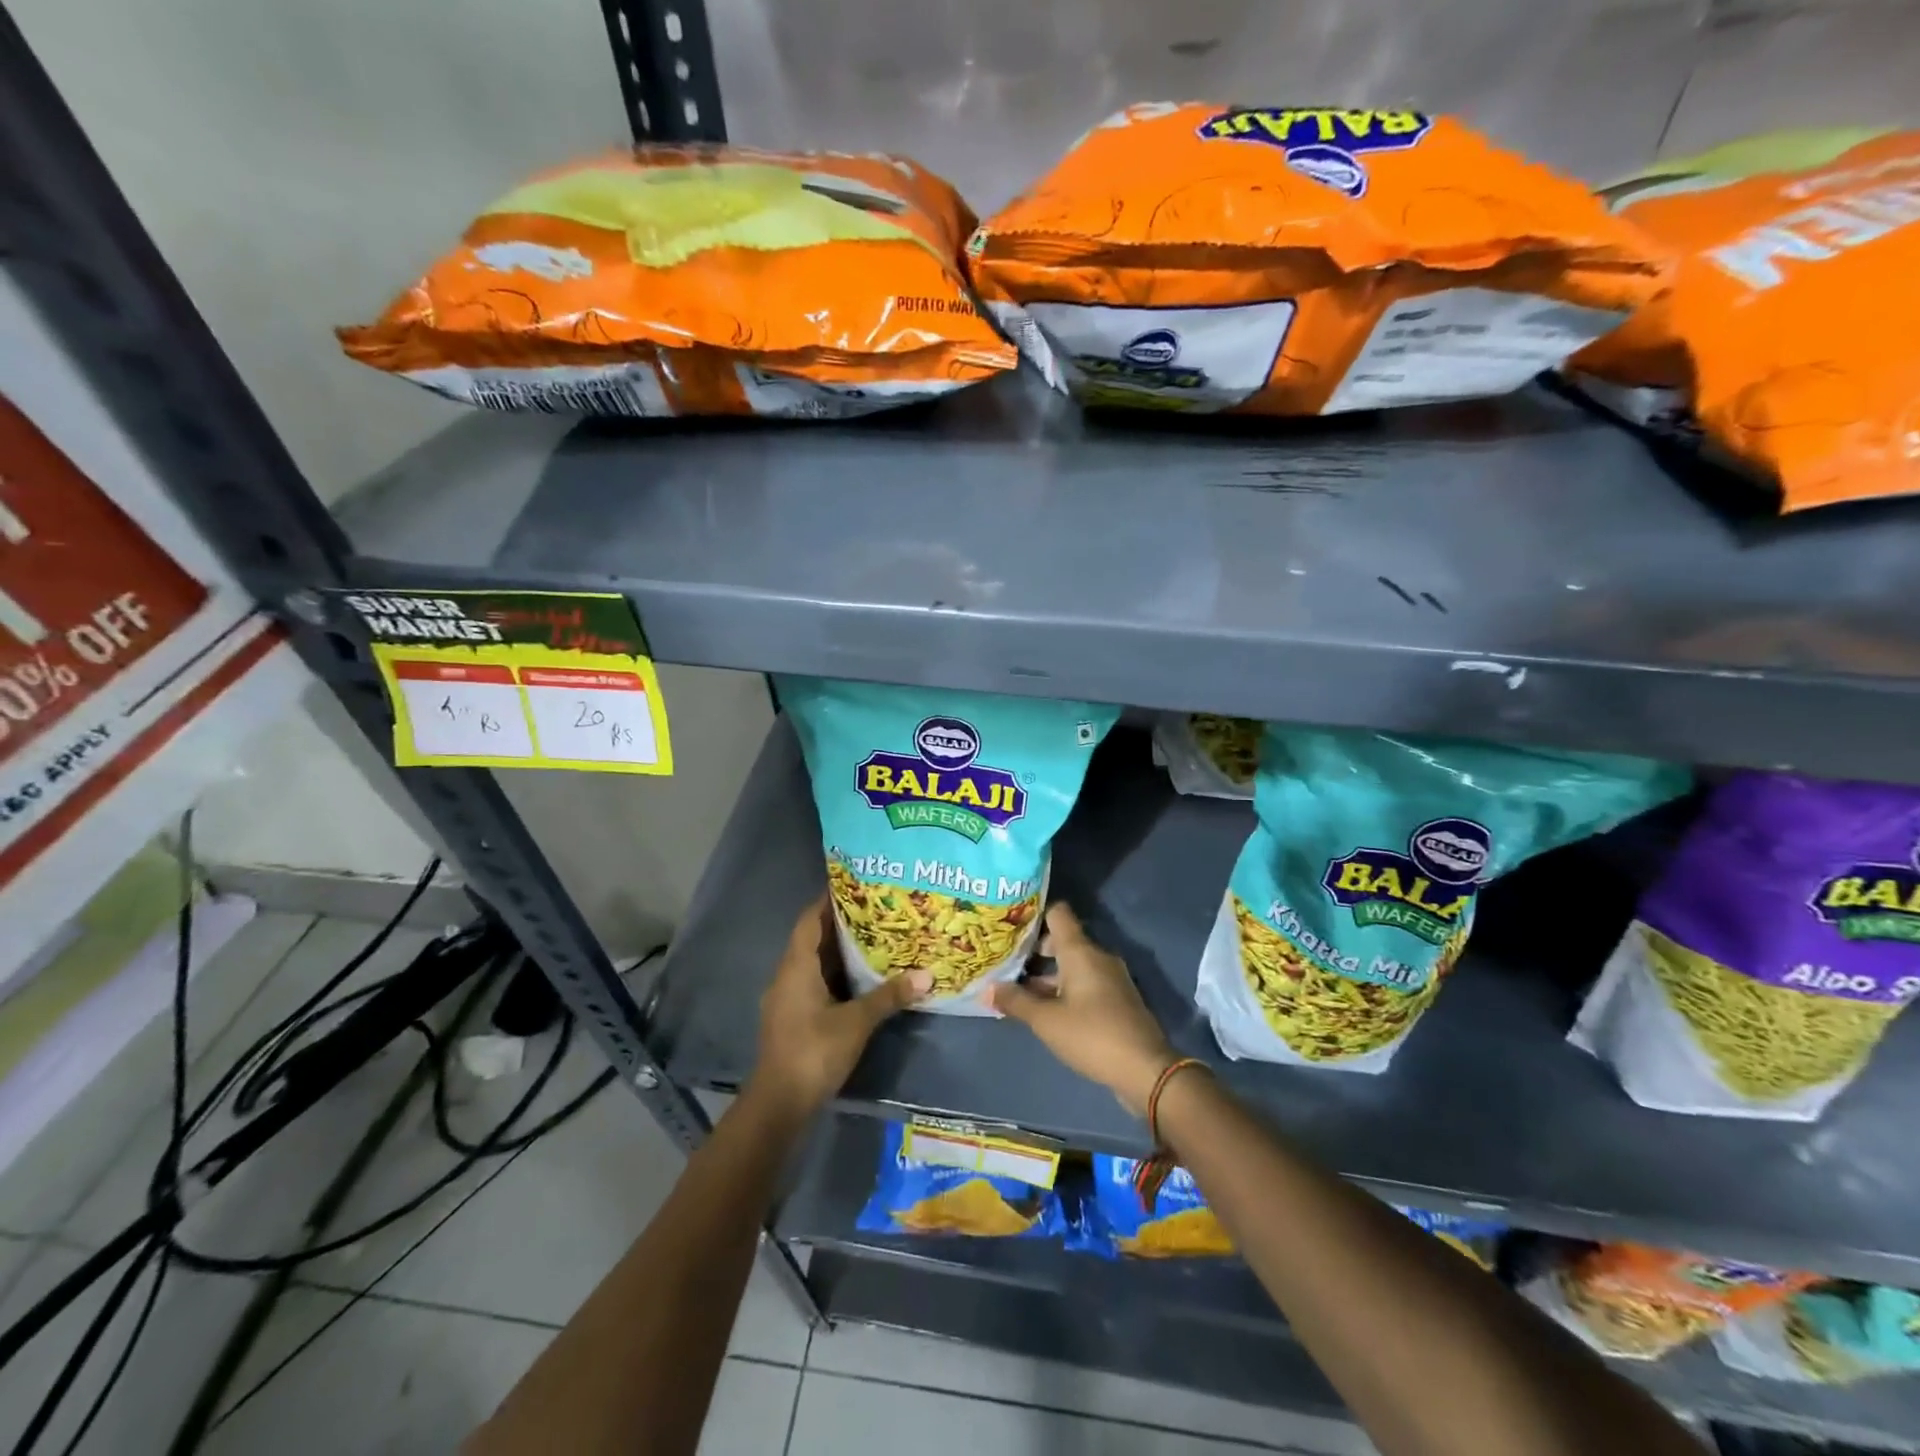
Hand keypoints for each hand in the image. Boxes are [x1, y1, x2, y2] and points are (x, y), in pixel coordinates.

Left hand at [750, 896, 930, 1113]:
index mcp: (796, 966)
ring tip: (874, 937)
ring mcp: (787, 998)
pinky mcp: (793, 1018)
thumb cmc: (814, 1051)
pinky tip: (860, 977)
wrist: (779, 1103)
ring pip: (814, 963)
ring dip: (839, 951)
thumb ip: (889, 996)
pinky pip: (814, 983)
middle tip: (875, 909)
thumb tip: (926, 975)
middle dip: (840, 923)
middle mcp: (787, 975)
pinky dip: (835, 974)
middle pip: (812, 939)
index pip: (809, 920)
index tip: (854, 884)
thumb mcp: (856, 1022)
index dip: (828, 900)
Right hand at [988, 903, 1175, 1115]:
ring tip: (1017, 989)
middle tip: (1005, 962)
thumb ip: (1016, 1002)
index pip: (1058, 913)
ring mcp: (1110, 978)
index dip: (1033, 914)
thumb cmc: (1092, 1035)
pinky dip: (1063, 989)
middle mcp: (1097, 957)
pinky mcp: (1116, 1000)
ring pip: (1073, 965)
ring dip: (1047, 975)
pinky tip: (1044, 1009)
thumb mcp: (1046, 1021)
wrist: (1146, 1070)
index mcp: (1081, 951)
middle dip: (1034, 951)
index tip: (1009, 924)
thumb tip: (988, 988)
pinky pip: (1084, 983)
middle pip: (1062, 940)